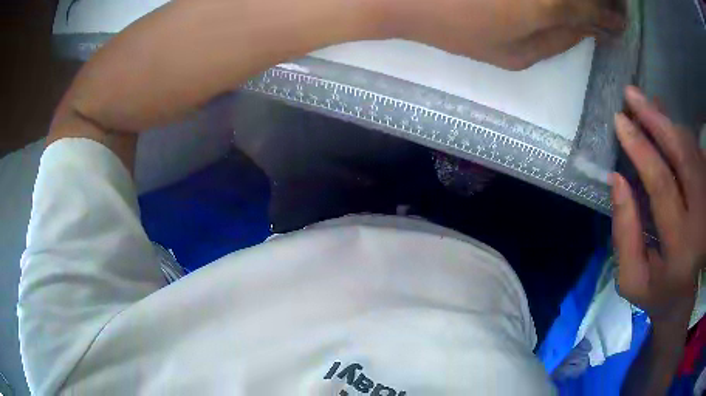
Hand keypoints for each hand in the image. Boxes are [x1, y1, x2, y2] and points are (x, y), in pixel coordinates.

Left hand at [388, 0, 625, 69]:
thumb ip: (560, 41)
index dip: (615, 16)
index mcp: (552, 4)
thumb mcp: (515, 55)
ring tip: (590, 7)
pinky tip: (556, 2)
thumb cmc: (456, 27)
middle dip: (609, 0)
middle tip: (613, 8)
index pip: (601, 9)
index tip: (620, 22)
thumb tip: (591, 29)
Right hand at [611, 86, 705, 328]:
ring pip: (691, 148)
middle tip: (631, 96)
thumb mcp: (634, 280)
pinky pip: (697, 151)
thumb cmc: (660, 294)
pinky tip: (667, 122)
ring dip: (668, 121)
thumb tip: (617, 181)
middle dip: (655, 120)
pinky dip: (681, 132)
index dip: (641, 148)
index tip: (620, 122)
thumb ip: (624, 235)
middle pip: (682, 155)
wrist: (687, 302)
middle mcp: (701, 221)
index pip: (661, 185)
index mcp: (681, 249)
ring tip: (646, 103)